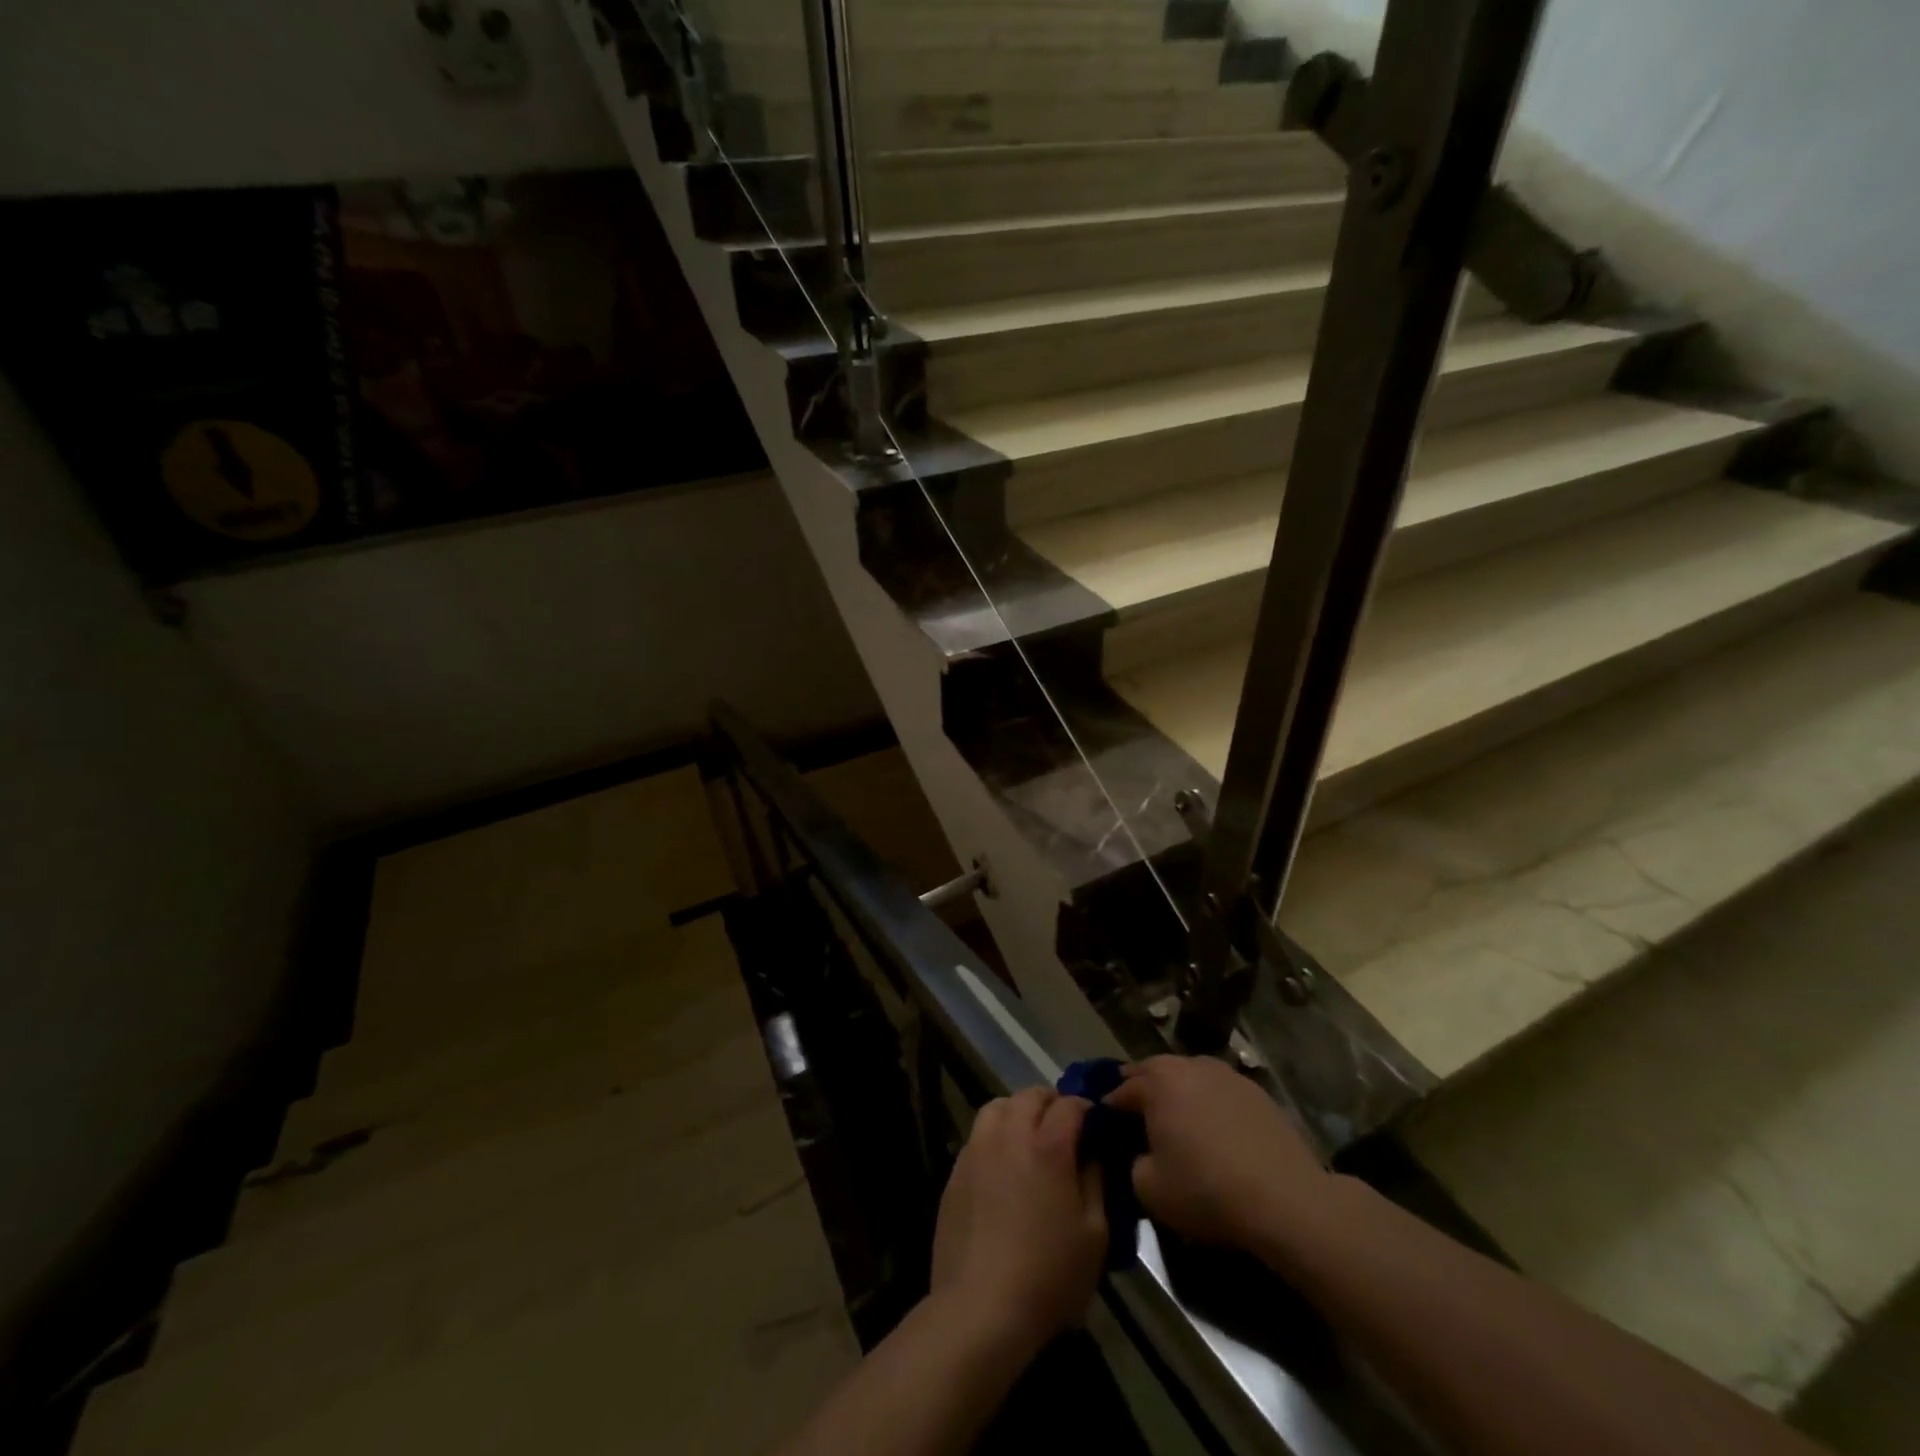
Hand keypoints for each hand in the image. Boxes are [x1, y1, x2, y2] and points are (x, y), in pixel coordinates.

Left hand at [929, 1087, 1106, 1355]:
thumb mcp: (1095, 1235)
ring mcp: (978, 1149)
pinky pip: (979, 1134)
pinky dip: (995, 1135)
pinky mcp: (956, 1169)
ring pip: (998, 1106)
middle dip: (1052, 1104)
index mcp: (1048, 1145)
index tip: (1096, 1126)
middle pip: (1031, 1095)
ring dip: (1018, 1112)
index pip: (1070, 1104)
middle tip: (1064, 1130)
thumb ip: (1096, 1182)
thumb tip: (1094, 1153)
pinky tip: (1003, 1166)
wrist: (980, 1308)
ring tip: (1029, 1139)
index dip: (1087, 1109)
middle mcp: (1010, 1134)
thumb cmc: (1048, 1275)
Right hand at [1105, 1055, 1328, 1253]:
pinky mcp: (1254, 1090)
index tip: (1105, 1130)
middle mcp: (1187, 1066)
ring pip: (1187, 1076)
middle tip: (1136, 1120)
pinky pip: (1217, 1090)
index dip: (1108, 1110)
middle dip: (1140, 1091)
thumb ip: (1131, 1162)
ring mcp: (1224, 1073)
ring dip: (1176, 1093)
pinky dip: (1208, 1103)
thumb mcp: (1148, 1189)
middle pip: (1152, 1072)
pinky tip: (1214, 1130)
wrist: (1285, 1200)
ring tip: (1177, 1123)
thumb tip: (1140, 1153)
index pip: (1119, 1090)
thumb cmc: (1207, 1190)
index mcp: (1156, 1083)